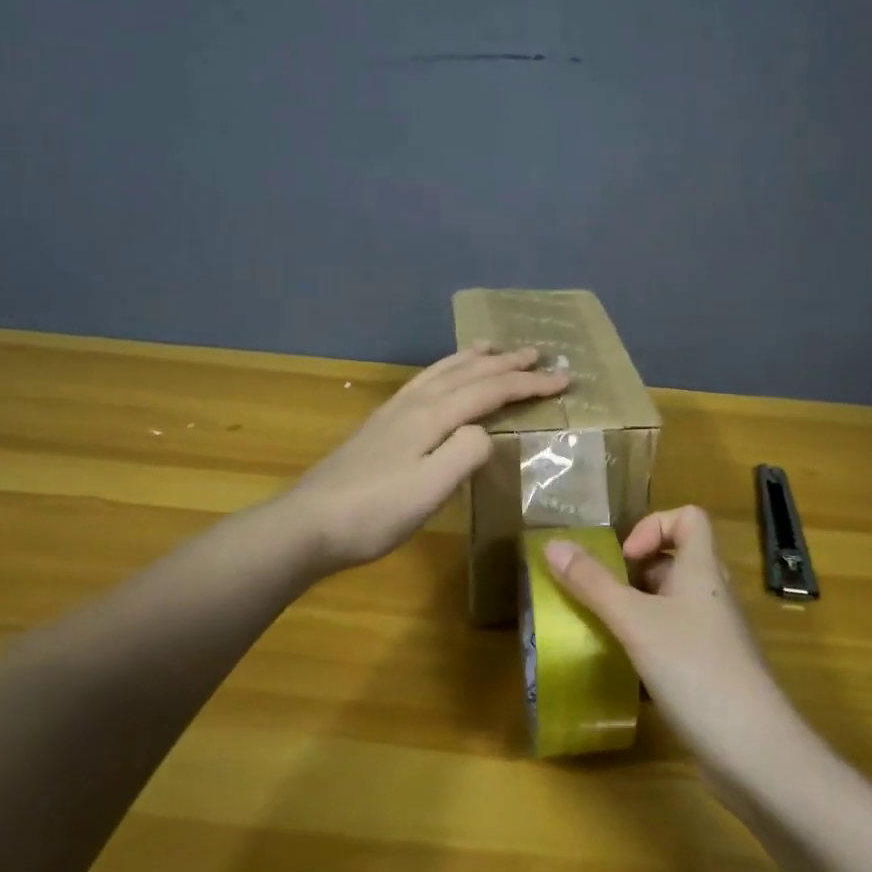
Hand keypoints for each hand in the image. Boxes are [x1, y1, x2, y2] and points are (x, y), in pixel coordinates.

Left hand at [288, 345, 568, 572]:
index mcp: (431, 416)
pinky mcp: (380, 425)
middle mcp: (414, 403)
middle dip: (507, 362)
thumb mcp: (430, 490)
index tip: (564, 378)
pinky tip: (442, 379)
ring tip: (493, 346)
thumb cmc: (374, 513)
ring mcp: (393, 411)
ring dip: (473, 358)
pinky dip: (445, 370)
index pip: (490, 390)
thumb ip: (465, 454)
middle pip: (468, 373)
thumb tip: (486, 432)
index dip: (529, 383)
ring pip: (442, 371)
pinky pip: (424, 382)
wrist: (307, 524)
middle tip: (539, 352)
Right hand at [544, 507, 795, 772]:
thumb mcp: (634, 622)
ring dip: (638, 607)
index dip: (653, 525)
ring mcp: (715, 634)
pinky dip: (649, 642)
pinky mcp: (712, 669)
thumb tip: (552, 545)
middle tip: (602, 595)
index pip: (689, 517)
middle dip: (634, 571)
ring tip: (605, 628)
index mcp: (702, 569)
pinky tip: (626, 667)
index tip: (624, 558)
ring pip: (673, 602)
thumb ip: (592, 583)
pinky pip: (676, 638)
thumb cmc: (694, 669)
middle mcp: (712, 594)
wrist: (753, 750)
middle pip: (675, 559)